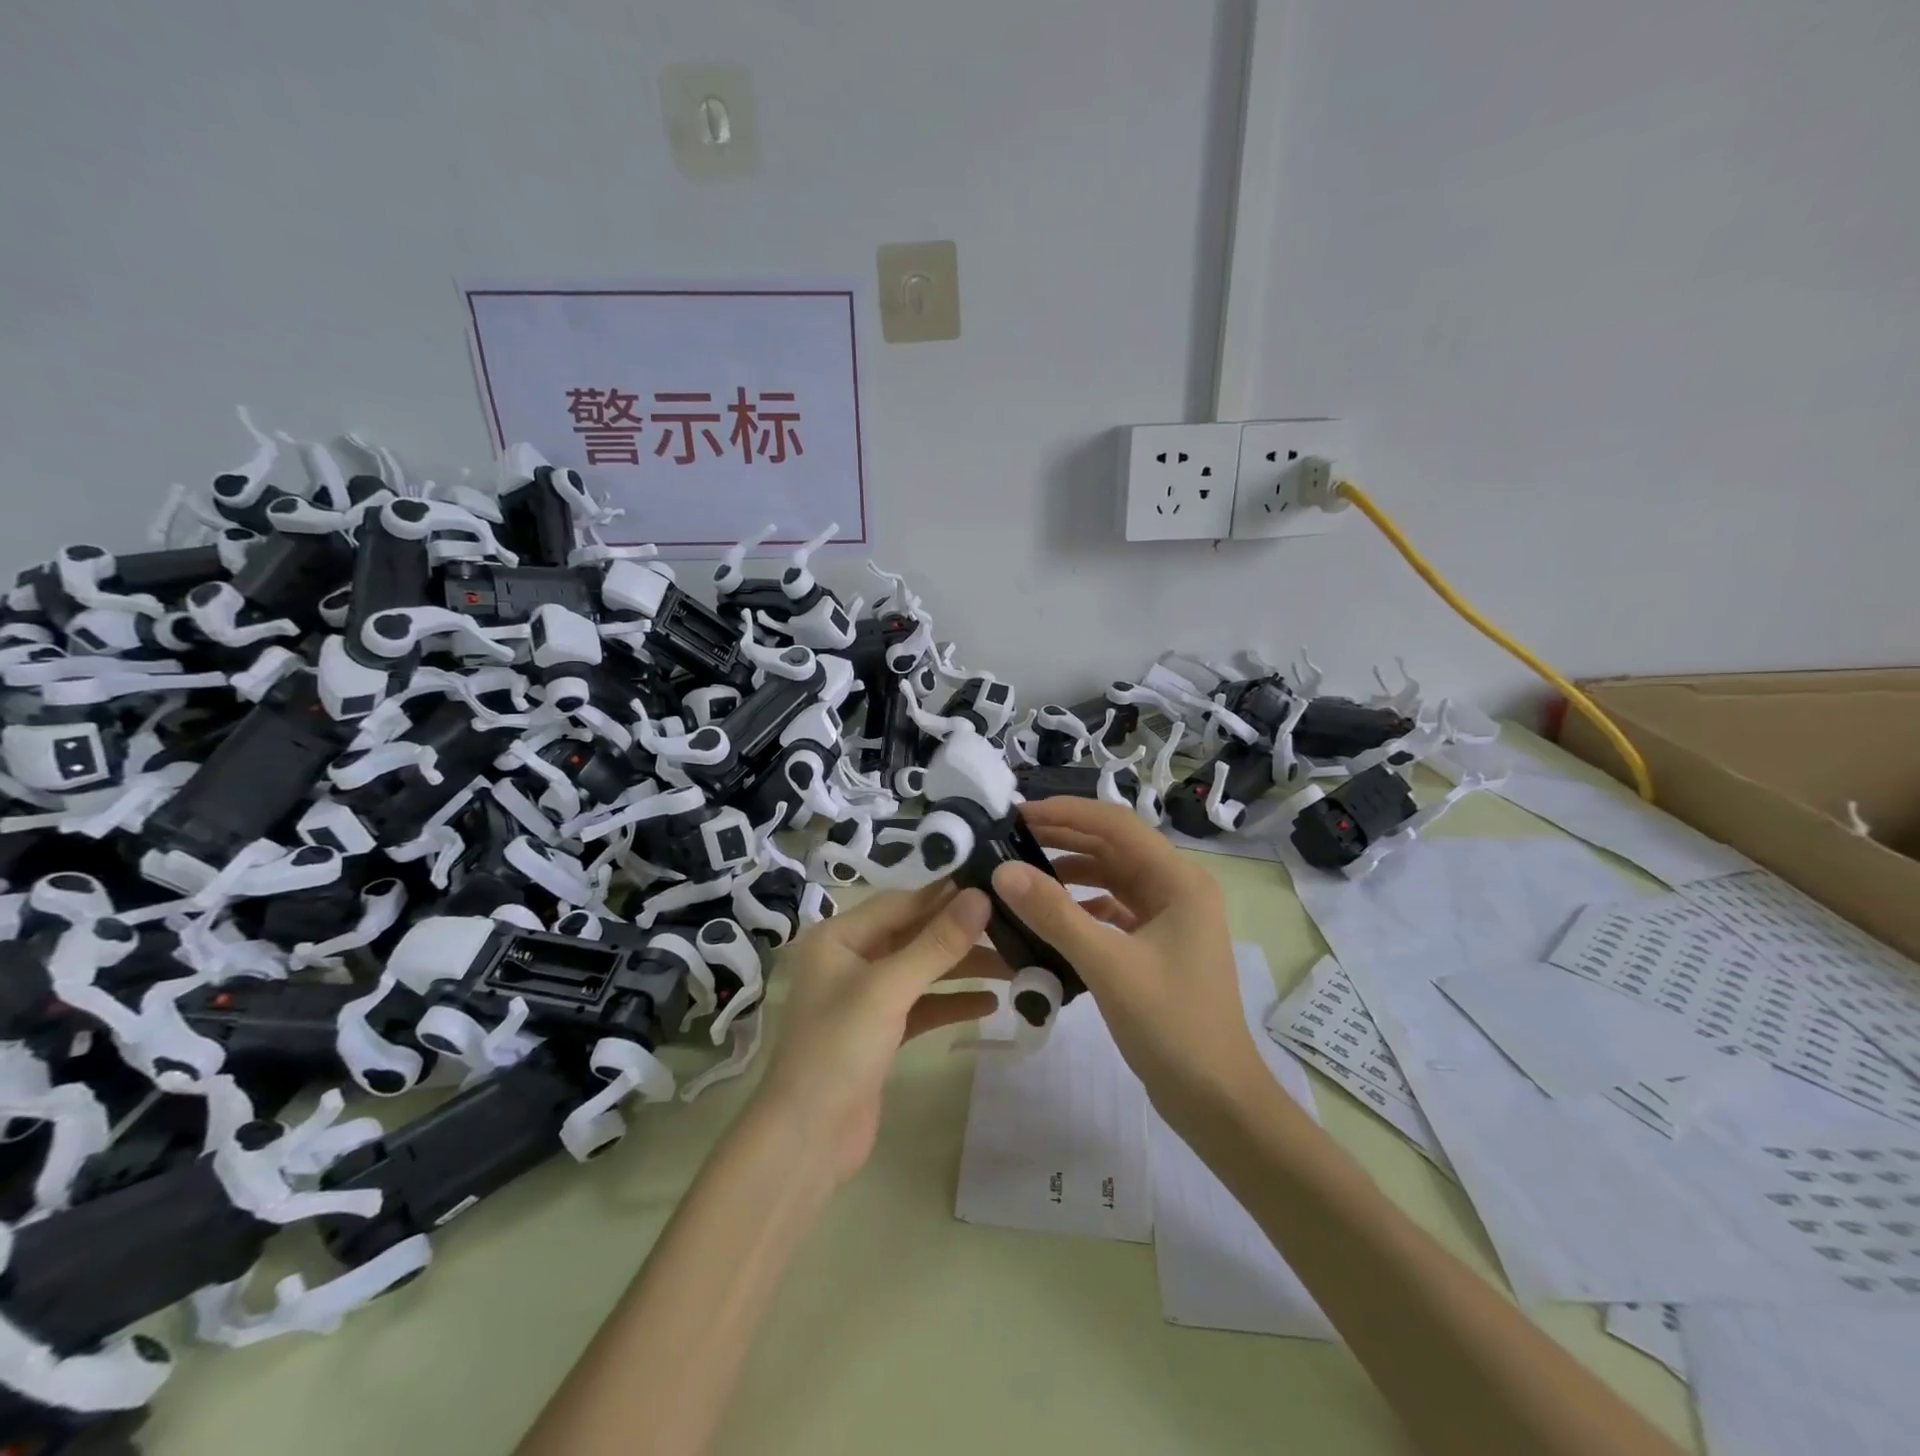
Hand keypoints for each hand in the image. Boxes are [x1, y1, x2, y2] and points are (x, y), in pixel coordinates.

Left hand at [750, 883, 1004, 1185]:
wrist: (807, 1141)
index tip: (995, 886)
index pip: (901, 903)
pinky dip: (952, 1002)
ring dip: (963, 968)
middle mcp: (850, 959)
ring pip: (922, 970)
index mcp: (838, 937)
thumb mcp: (889, 989)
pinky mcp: (880, 1032)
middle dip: (960, 934)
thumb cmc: (839, 1049)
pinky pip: (922, 1005)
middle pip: (914, 935)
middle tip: (1014, 928)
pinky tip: (990, 1004)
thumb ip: (936, 943)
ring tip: (1013, 966)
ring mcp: (865, 998)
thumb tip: (980, 896)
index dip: (946, 896)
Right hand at [991, 798, 1268, 1126]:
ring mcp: (1170, 918)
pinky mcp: (1158, 945)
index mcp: (1179, 880)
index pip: (1116, 825)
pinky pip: (1114, 909)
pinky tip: (1051, 915)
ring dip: (1071, 871)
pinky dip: (1082, 905)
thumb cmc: (1171, 1025)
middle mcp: (1178, 888)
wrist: (1216, 1100)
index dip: (1066, 812)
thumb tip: (1003, 871)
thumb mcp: (1107, 965)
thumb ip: (1054, 914)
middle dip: (1064, 837)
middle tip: (1011, 836)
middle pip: (1114, 847)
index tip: (1018, 813)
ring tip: (1023, 870)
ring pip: (1113, 878)